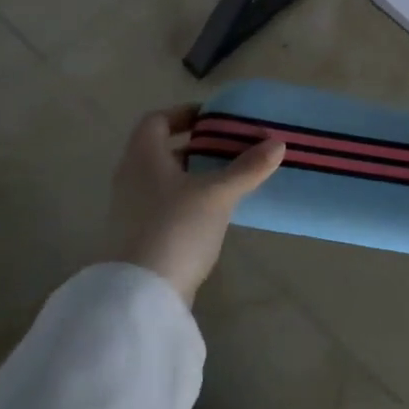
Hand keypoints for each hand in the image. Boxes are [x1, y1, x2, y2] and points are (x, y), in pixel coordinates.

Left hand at [110, 104, 285, 304]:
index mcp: (143, 157)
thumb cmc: (176, 228)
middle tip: (231, 147)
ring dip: (195, 174)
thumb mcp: (218, 194)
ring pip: (166, 179)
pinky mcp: (140, 236)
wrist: (141, 295)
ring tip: (230, 177)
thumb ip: (248, 167)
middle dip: (197, 145)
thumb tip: (277, 143)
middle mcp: (131, 177)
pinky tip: (215, 211)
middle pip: (162, 149)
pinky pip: (166, 204)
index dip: (184, 113)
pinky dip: (190, 199)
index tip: (215, 118)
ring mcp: (132, 209)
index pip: (157, 120)